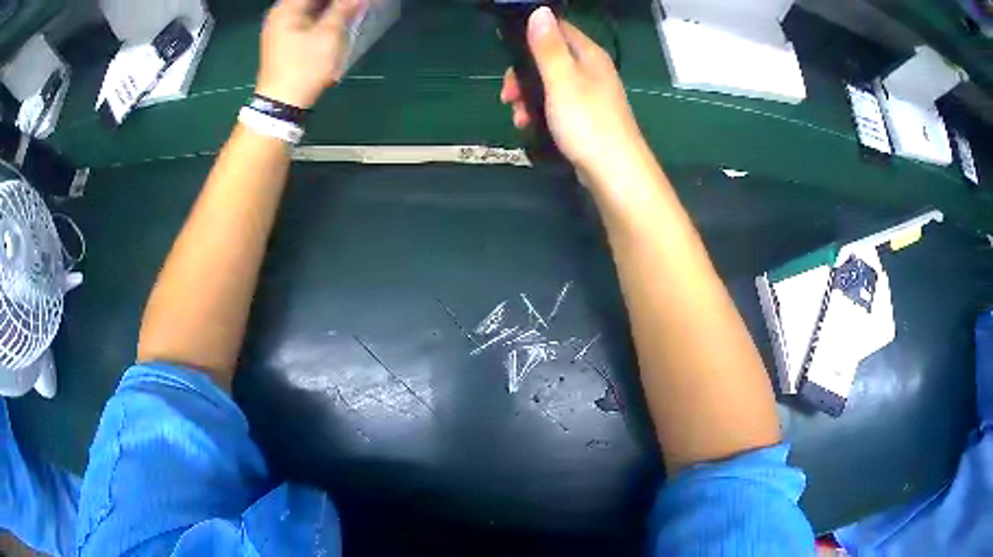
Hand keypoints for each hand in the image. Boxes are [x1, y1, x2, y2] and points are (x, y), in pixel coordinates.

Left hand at [256, 0, 364, 108]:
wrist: (282, 103)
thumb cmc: (304, 67)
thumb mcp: (328, 35)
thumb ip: (344, 9)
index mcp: (287, 9)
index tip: (353, 2)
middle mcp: (279, 14)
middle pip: (310, 1)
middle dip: (334, 2)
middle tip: (353, 6)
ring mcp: (279, 28)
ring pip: (309, 8)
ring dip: (329, 8)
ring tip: (349, 11)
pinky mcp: (283, 40)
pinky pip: (305, 19)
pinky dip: (321, 16)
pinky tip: (336, 19)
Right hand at [500, 8, 646, 184]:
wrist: (614, 173)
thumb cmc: (587, 123)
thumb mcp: (562, 80)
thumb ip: (548, 46)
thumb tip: (539, 11)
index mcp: (589, 55)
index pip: (557, 28)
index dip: (530, 35)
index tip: (507, 53)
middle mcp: (591, 70)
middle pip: (549, 58)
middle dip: (523, 73)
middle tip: (508, 94)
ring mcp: (590, 95)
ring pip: (550, 84)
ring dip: (528, 96)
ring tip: (517, 116)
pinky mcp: (586, 117)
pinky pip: (556, 105)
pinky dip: (540, 112)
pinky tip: (529, 126)